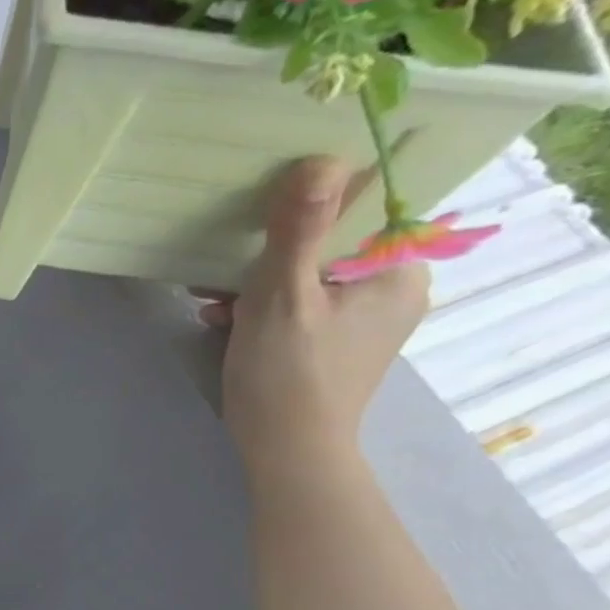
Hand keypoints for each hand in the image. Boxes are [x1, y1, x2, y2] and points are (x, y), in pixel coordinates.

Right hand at [200, 157, 430, 486]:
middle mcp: (391, 289)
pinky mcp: (334, 341)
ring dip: (255, 281)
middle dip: (271, 251)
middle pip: (329, 243)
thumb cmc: (287, 373)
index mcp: (397, 272)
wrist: (285, 450)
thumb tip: (320, 159)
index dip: (315, 198)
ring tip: (211, 296)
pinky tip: (222, 318)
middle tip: (221, 263)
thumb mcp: (283, 296)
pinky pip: (299, 304)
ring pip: (307, 275)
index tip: (265, 202)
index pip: (366, 209)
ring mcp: (362, 318)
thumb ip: (300, 229)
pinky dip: (260, 307)